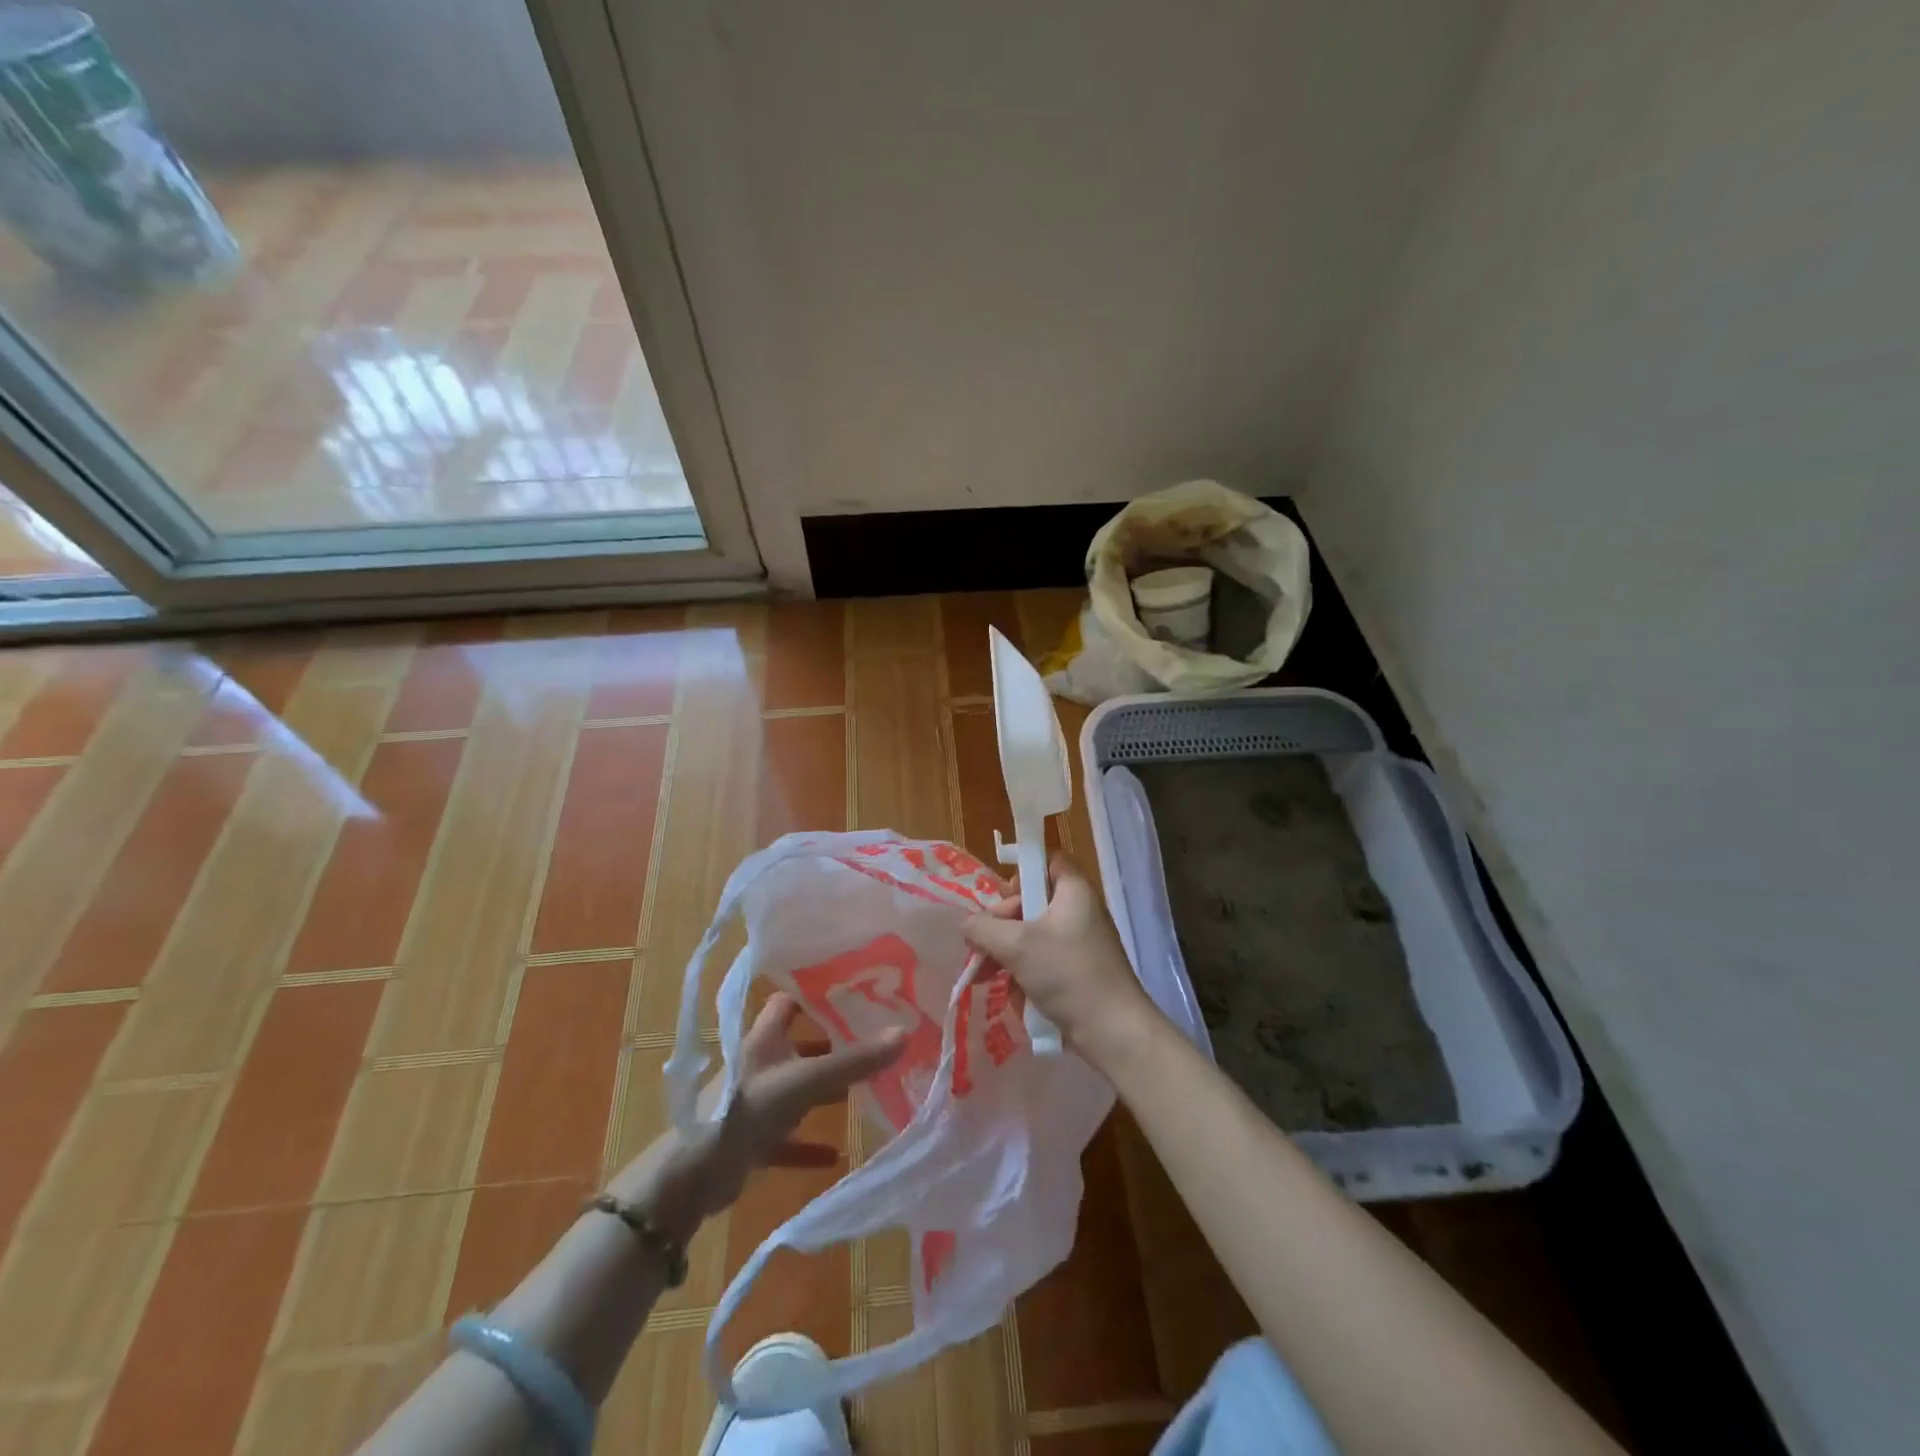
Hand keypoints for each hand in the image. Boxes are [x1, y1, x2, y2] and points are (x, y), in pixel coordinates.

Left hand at [612, 995, 904, 1238]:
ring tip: (865, 1089)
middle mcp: (759, 1062)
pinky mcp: (752, 1138)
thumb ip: (853, 1061)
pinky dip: (808, 1143)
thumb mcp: (806, 1081)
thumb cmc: (747, 1108)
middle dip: (832, 1044)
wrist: (693, 1175)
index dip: (817, 992)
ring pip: (797, 1088)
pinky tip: (836, 1154)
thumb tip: (904, 1033)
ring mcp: (754, 1101)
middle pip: (799, 1044)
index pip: (789, 1000)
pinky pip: (788, 1136)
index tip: (855, 989)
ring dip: (824, 1092)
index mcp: (764, 1036)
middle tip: (873, 1039)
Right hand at [962, 852, 1164, 1069]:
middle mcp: (1079, 911)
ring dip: (1006, 953)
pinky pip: (1042, 962)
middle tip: (984, 944)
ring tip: (985, 976)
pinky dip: (1024, 974)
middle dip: (1002, 923)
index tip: (1002, 894)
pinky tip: (1013, 994)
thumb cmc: (1068, 974)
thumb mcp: (1017, 945)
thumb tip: (968, 926)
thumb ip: (984, 928)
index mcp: (1074, 891)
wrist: (1113, 1032)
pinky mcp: (1076, 972)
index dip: (1022, 869)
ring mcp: (1078, 944)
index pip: (1048, 859)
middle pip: (1031, 901)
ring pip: (1032, 935)